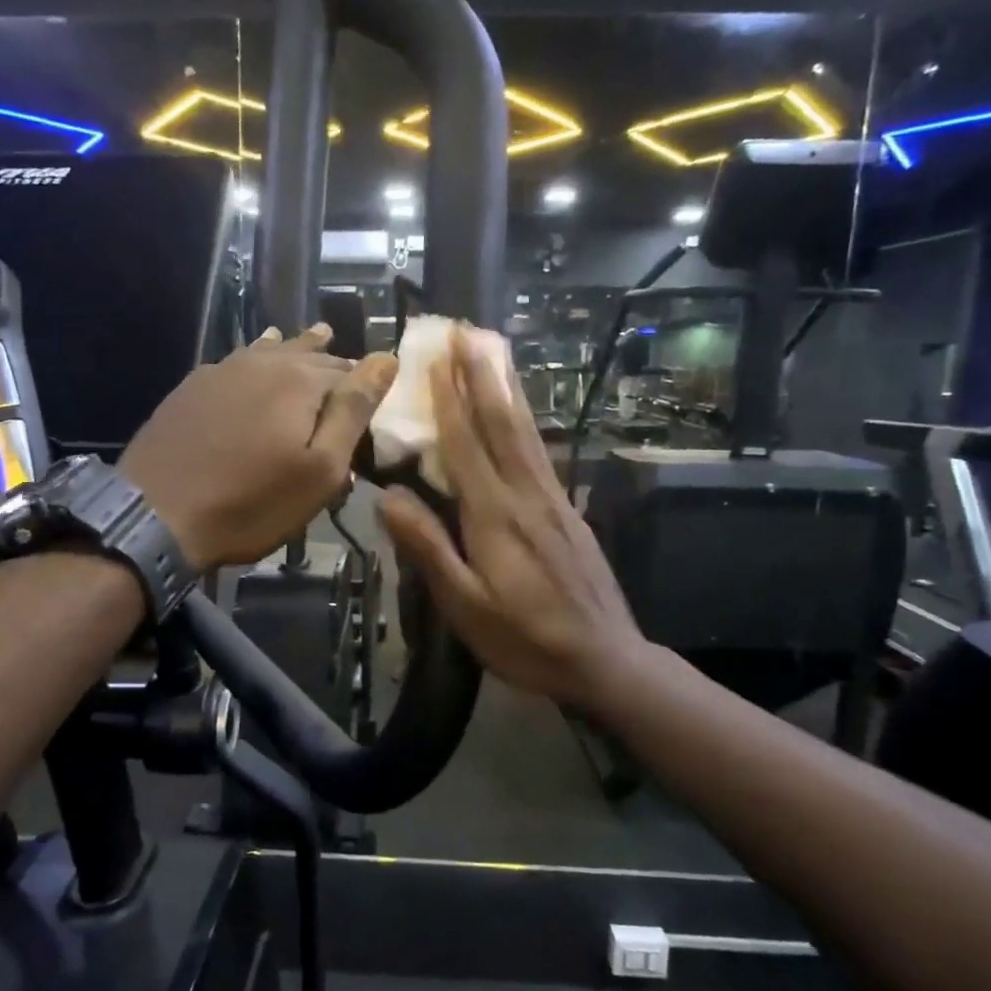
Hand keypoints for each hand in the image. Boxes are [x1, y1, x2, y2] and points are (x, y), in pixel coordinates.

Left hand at [121, 325, 397, 568]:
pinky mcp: (192, 387)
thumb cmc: (252, 502)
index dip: (365, 385)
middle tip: (350, 369)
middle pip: (310, 355)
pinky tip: (257, 357)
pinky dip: (258, 357)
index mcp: (301, 380)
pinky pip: (238, 361)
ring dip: (297, 348)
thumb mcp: (320, 469)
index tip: (373, 404)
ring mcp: (222, 370)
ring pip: (272, 350)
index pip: (349, 371)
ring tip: (316, 338)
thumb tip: (385, 358)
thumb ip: (353, 410)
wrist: (156, 515)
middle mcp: (263, 362)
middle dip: (333, 363)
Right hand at [379, 328, 643, 708]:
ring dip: (506, 388)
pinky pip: (540, 453)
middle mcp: (527, 495)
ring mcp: (553, 500)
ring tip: (494, 352)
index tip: (437, 357)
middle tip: (468, 331)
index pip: (466, 446)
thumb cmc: (524, 639)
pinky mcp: (568, 511)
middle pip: (502, 424)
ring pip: (526, 432)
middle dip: (482, 375)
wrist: (603, 659)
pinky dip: (525, 421)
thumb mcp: (465, 606)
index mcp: (495, 516)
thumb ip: (428, 548)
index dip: (449, 400)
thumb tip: (387, 497)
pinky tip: (520, 413)